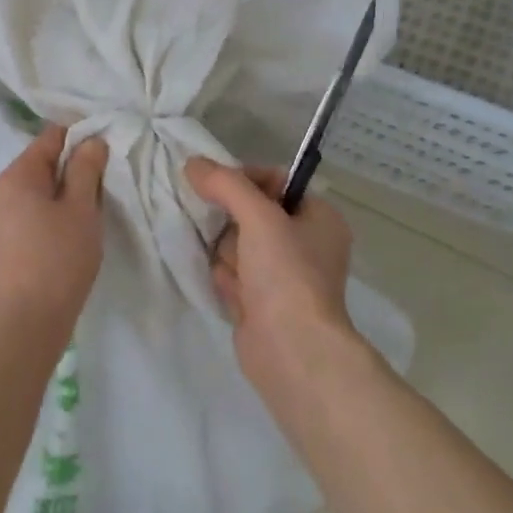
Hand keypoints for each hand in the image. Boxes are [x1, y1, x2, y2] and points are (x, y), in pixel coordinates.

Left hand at [0, 123, 108, 331]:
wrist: (29, 317)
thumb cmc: (59, 257)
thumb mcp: (81, 208)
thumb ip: (86, 169)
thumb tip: (91, 140)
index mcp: (18, 174)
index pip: (52, 136)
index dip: (82, 137)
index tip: (110, 150)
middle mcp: (5, 189)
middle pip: (46, 162)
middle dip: (77, 167)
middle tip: (109, 181)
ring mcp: (5, 215)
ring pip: (44, 189)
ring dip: (70, 192)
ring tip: (97, 206)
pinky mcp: (12, 239)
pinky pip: (38, 211)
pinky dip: (59, 212)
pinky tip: (78, 228)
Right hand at [184, 158, 354, 383]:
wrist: (291, 349)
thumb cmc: (286, 274)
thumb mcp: (258, 217)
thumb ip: (226, 184)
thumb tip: (193, 163)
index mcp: (319, 218)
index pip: (275, 182)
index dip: (244, 181)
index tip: (217, 187)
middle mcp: (305, 244)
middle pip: (250, 214)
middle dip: (232, 226)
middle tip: (233, 239)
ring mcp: (282, 276)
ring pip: (236, 245)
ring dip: (227, 256)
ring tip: (236, 274)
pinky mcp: (261, 302)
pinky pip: (232, 275)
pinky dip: (227, 280)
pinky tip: (232, 293)